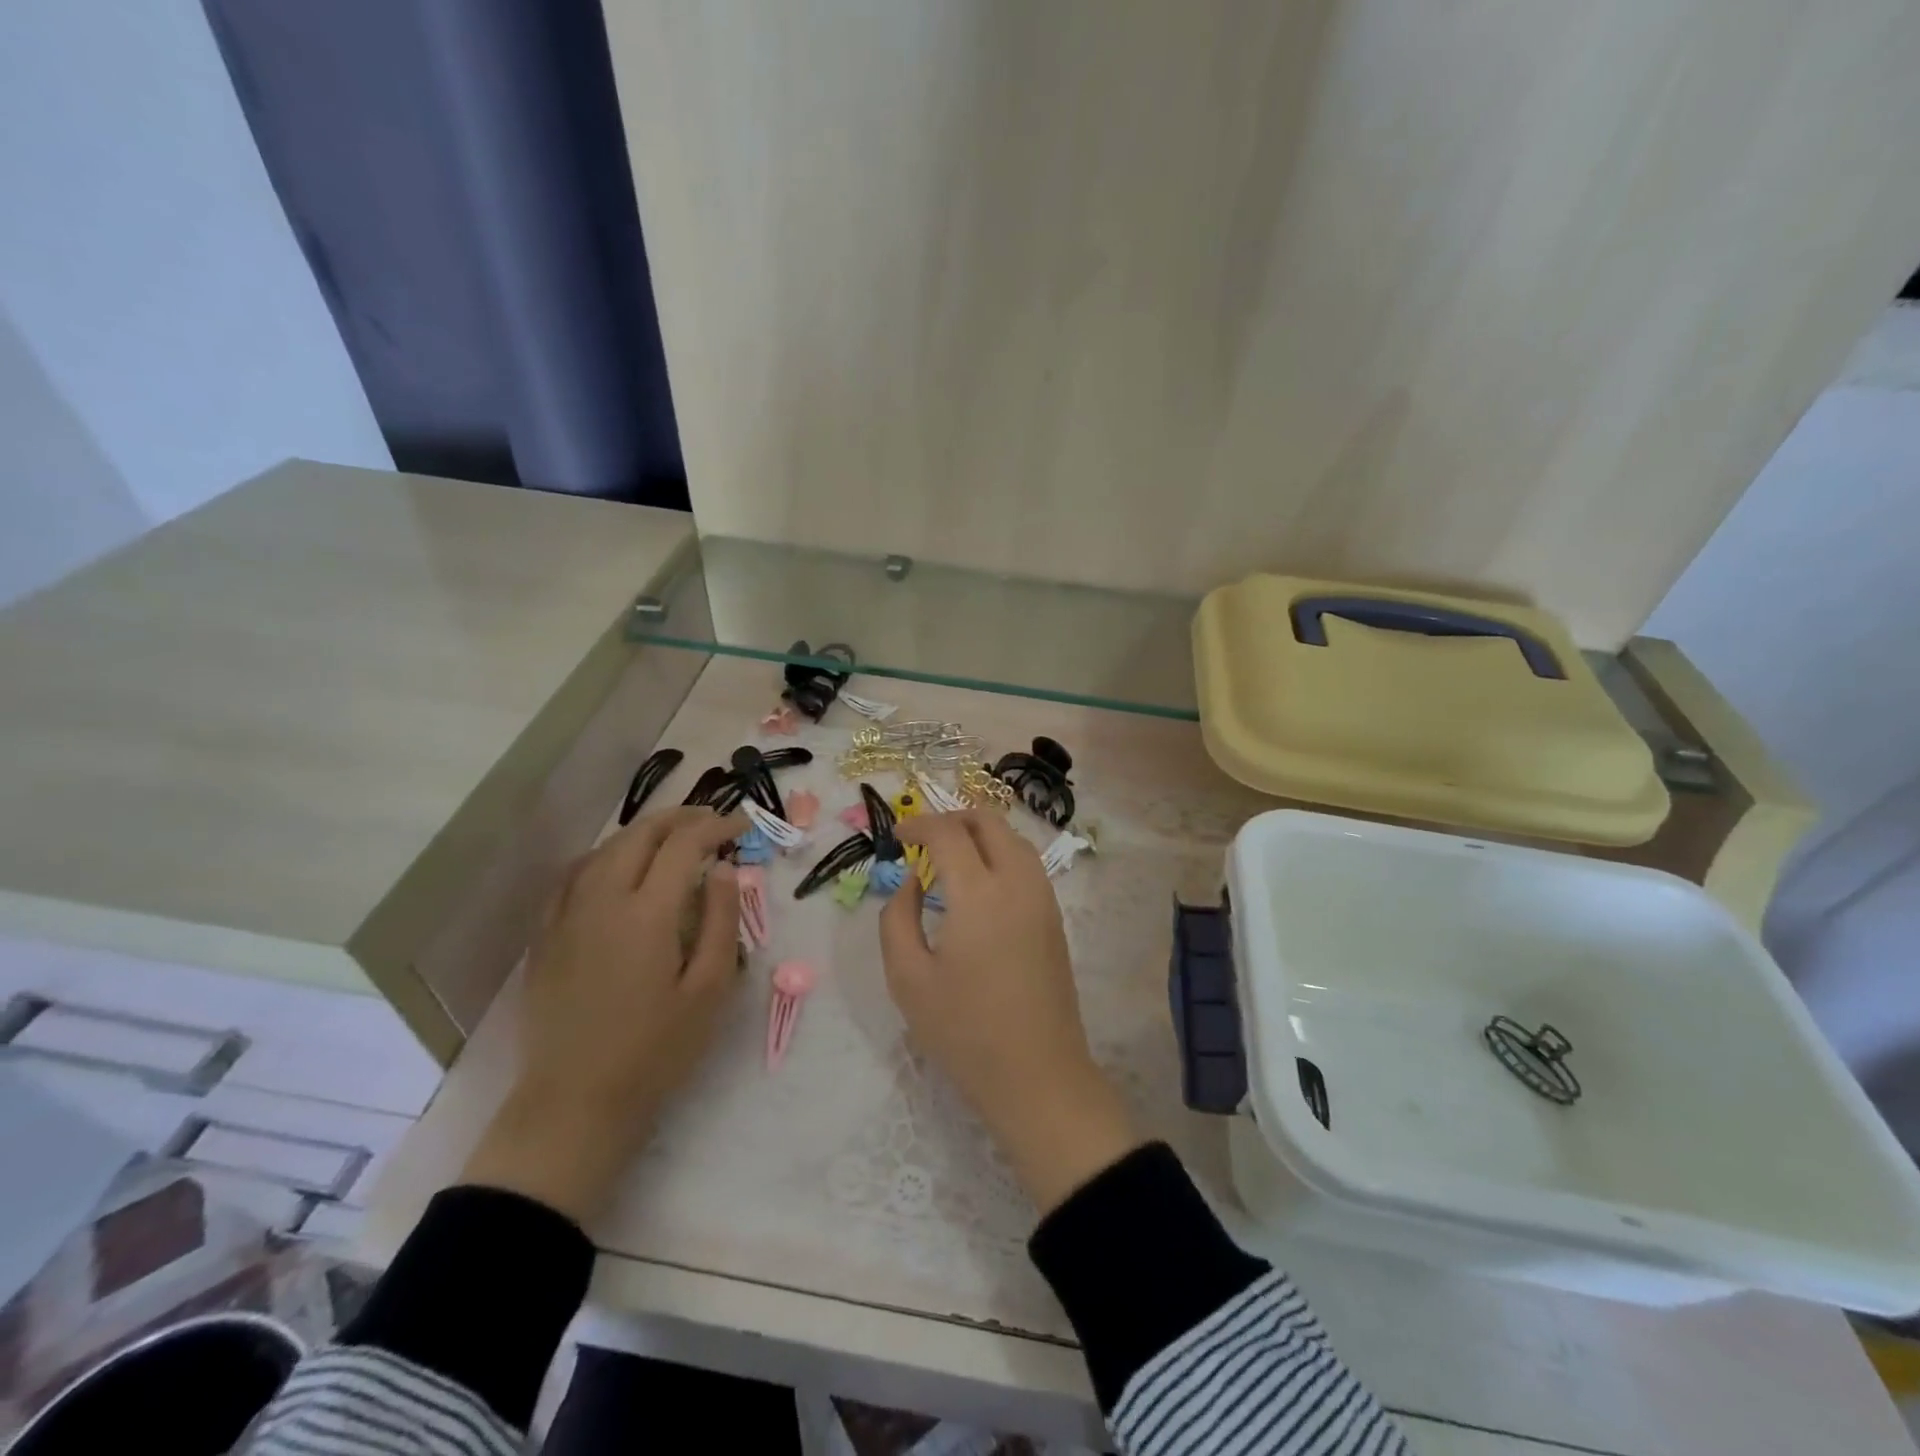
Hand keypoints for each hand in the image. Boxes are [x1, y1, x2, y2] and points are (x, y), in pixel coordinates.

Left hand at [462, 806, 744, 1223]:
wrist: (575, 1102)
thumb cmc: (656, 1050)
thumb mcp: (710, 989)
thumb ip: (722, 921)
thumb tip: (724, 870)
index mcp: (647, 913)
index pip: (684, 845)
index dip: (716, 826)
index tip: (742, 826)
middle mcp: (602, 899)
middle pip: (640, 834)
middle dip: (680, 817)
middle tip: (712, 821)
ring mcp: (566, 915)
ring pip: (605, 848)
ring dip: (643, 832)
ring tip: (673, 837)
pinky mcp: (546, 936)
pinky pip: (574, 874)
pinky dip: (605, 855)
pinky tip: (618, 865)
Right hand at [880, 811, 1140, 1213]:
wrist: (1038, 1075)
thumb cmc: (965, 1031)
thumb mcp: (908, 978)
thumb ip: (898, 918)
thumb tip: (914, 881)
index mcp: (979, 893)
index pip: (948, 832)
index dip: (918, 824)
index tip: (897, 836)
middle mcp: (1018, 883)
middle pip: (988, 822)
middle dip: (952, 818)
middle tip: (922, 840)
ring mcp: (1043, 898)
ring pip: (1012, 839)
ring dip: (979, 835)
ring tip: (948, 860)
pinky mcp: (1054, 917)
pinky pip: (1026, 864)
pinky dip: (999, 855)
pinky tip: (977, 885)